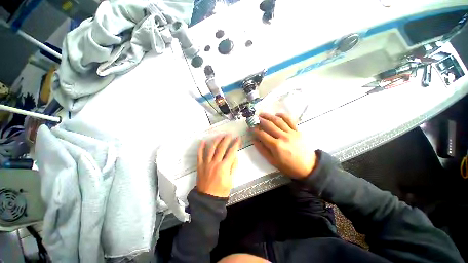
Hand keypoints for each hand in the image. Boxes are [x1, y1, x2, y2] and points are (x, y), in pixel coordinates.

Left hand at [196, 134, 240, 197]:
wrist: (208, 199)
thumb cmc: (222, 190)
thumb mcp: (231, 179)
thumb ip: (233, 166)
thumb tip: (234, 155)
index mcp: (224, 167)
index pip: (231, 152)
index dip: (235, 144)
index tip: (238, 138)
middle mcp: (215, 163)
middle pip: (221, 148)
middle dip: (226, 139)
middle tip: (229, 134)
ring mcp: (206, 163)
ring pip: (211, 149)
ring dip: (216, 140)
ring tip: (220, 135)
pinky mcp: (200, 165)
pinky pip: (200, 155)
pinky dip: (201, 147)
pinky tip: (203, 141)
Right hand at [252, 112, 316, 179]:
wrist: (309, 167)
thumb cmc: (289, 166)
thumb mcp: (273, 161)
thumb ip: (262, 150)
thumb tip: (254, 140)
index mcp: (276, 146)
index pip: (262, 134)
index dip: (255, 130)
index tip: (250, 128)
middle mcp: (283, 137)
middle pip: (269, 125)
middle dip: (260, 120)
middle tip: (255, 118)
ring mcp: (291, 132)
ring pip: (278, 121)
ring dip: (269, 116)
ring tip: (262, 114)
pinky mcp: (298, 131)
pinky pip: (290, 120)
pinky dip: (282, 116)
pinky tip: (277, 114)